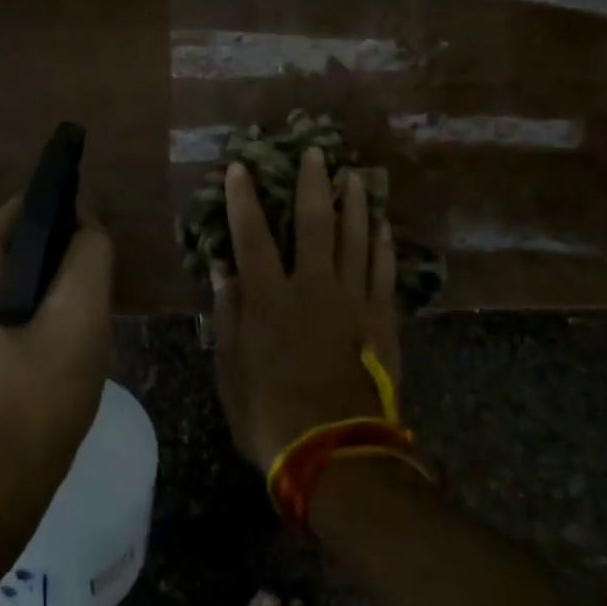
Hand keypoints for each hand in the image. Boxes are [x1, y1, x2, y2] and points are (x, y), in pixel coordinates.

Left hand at [0, 199, 112, 522]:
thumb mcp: (80, 314)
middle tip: (90, 308)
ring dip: (48, 300)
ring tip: (75, 338)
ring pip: (12, 285)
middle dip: (60, 267)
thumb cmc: (36, 398)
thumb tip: (84, 226)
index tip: (95, 261)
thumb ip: (89, 252)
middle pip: (19, 248)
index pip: (26, 210)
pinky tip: (51, 362)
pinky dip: (29, 325)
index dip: (68, 223)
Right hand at [212, 148, 402, 471]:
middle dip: (313, 184)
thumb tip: (222, 270)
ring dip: (355, 204)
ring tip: (355, 176)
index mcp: (269, 298)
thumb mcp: (231, 370)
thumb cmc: (270, 414)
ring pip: (355, 239)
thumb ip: (228, 316)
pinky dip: (383, 245)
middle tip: (317, 152)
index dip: (244, 199)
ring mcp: (352, 300)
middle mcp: (312, 286)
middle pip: (314, 223)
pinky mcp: (381, 319)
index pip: (252, 235)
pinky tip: (384, 225)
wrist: (335, 453)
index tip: (241, 166)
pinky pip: (384, 272)